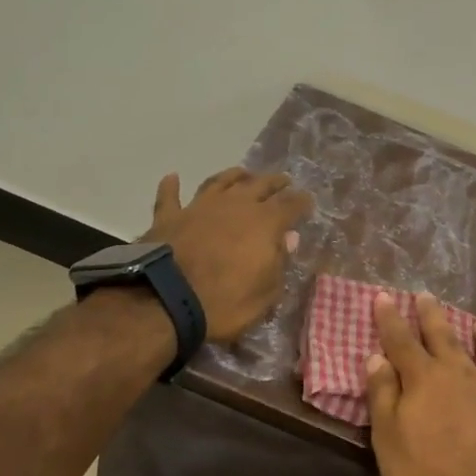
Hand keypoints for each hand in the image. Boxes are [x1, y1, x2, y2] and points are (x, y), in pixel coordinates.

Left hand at [144, 169, 310, 343]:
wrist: (167, 301)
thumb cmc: (225, 302)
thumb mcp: (266, 293)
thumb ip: (279, 261)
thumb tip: (289, 238)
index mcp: (265, 222)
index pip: (290, 205)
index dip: (301, 202)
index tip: (308, 201)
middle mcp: (235, 205)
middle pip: (260, 185)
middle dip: (274, 182)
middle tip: (283, 181)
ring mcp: (200, 207)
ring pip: (220, 182)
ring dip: (234, 176)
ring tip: (243, 173)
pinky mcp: (169, 217)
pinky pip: (170, 197)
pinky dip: (171, 186)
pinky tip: (173, 177)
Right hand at [365, 293, 475, 475]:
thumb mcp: (388, 440)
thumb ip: (382, 395)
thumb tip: (376, 357)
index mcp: (425, 379)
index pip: (401, 340)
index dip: (390, 318)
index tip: (383, 296)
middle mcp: (462, 373)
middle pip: (445, 335)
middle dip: (431, 314)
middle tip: (425, 296)